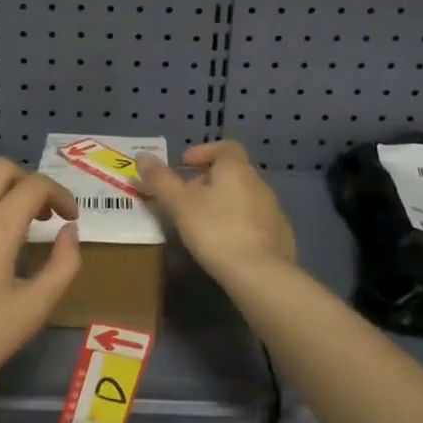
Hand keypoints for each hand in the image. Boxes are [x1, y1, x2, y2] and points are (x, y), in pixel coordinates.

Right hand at [137, 140, 296, 280]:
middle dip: (208, 180)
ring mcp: (273, 211)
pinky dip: (237, 224)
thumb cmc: (216, 231)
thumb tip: (142, 156)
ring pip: (243, 198)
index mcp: (237, 170)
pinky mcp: (280, 236)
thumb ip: (161, 180)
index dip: (203, 151)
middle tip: (186, 198)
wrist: (261, 275)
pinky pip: (254, 221)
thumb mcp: (180, 205)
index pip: (225, 147)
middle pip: (232, 172)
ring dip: (223, 203)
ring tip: (202, 223)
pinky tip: (225, 244)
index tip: (184, 164)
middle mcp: (259, 184)